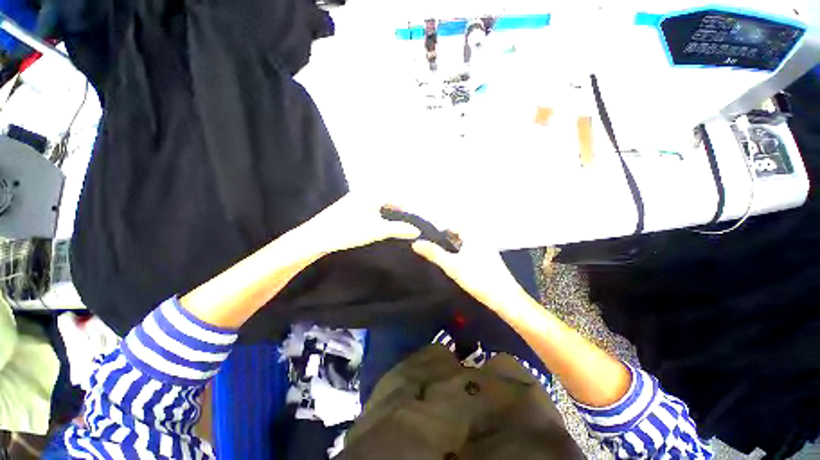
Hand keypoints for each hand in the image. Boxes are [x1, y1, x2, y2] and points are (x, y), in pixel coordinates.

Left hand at [298, 193, 421, 255]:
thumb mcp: (378, 230)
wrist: (317, 236)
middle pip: (387, 199)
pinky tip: (376, 225)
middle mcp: (363, 193)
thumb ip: (399, 229)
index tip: (413, 216)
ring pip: (377, 203)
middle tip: (404, 221)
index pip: (395, 196)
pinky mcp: (347, 208)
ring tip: (393, 225)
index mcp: (372, 194)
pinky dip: (377, 215)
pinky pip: (369, 208)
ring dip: (387, 212)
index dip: (406, 206)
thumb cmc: (349, 230)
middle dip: (397, 209)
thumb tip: (416, 230)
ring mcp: (354, 200)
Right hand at [412, 236, 528, 312]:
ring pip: (462, 242)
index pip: (452, 224)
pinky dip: (458, 252)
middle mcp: (480, 238)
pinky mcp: (486, 259)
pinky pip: (467, 250)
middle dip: (442, 237)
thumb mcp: (452, 265)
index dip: (437, 227)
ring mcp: (484, 248)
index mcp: (473, 234)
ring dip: (450, 246)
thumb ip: (433, 253)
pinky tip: (451, 262)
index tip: (424, 234)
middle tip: (427, 244)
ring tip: (435, 252)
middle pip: (457, 233)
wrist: (504, 299)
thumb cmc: (478, 278)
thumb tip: (415, 243)